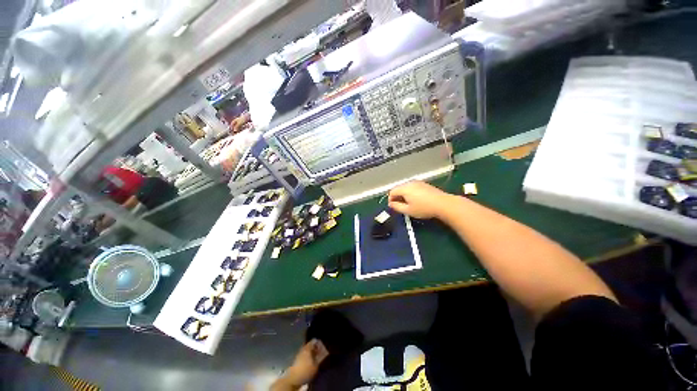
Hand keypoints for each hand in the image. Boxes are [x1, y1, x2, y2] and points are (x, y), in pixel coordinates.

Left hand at [282, 339, 328, 387]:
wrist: (293, 379)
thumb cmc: (306, 371)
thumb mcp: (316, 365)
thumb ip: (320, 357)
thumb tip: (325, 352)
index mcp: (307, 348)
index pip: (313, 341)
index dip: (318, 342)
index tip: (322, 343)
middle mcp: (302, 349)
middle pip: (309, 345)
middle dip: (314, 347)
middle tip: (319, 350)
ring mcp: (298, 354)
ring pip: (306, 350)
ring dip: (310, 352)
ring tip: (315, 356)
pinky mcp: (296, 361)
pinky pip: (303, 355)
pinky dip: (307, 356)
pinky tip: (309, 361)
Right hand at [388, 180, 450, 218]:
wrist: (443, 204)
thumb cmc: (424, 208)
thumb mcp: (408, 210)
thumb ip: (397, 207)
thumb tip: (391, 204)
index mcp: (404, 188)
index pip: (392, 191)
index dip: (390, 199)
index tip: (393, 207)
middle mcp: (410, 183)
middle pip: (398, 188)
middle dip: (397, 196)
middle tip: (399, 206)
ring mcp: (418, 182)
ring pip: (405, 187)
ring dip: (403, 194)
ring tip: (407, 203)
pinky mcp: (424, 184)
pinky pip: (412, 187)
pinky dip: (410, 193)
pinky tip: (415, 200)